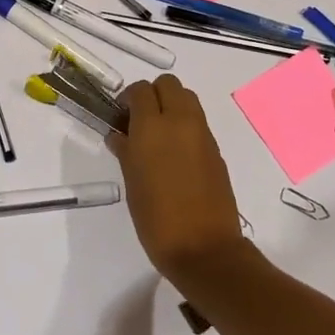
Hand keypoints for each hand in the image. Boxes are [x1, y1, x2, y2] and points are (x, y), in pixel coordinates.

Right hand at [110, 75, 248, 284]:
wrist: (204, 249)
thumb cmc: (157, 219)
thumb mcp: (132, 184)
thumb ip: (125, 151)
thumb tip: (119, 135)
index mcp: (152, 127)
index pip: (140, 90)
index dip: (128, 99)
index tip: (121, 116)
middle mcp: (179, 122)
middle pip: (168, 85)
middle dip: (152, 95)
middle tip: (140, 120)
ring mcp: (202, 134)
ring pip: (187, 98)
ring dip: (171, 105)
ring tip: (158, 135)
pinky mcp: (216, 149)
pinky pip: (198, 122)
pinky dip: (185, 125)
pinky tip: (175, 153)